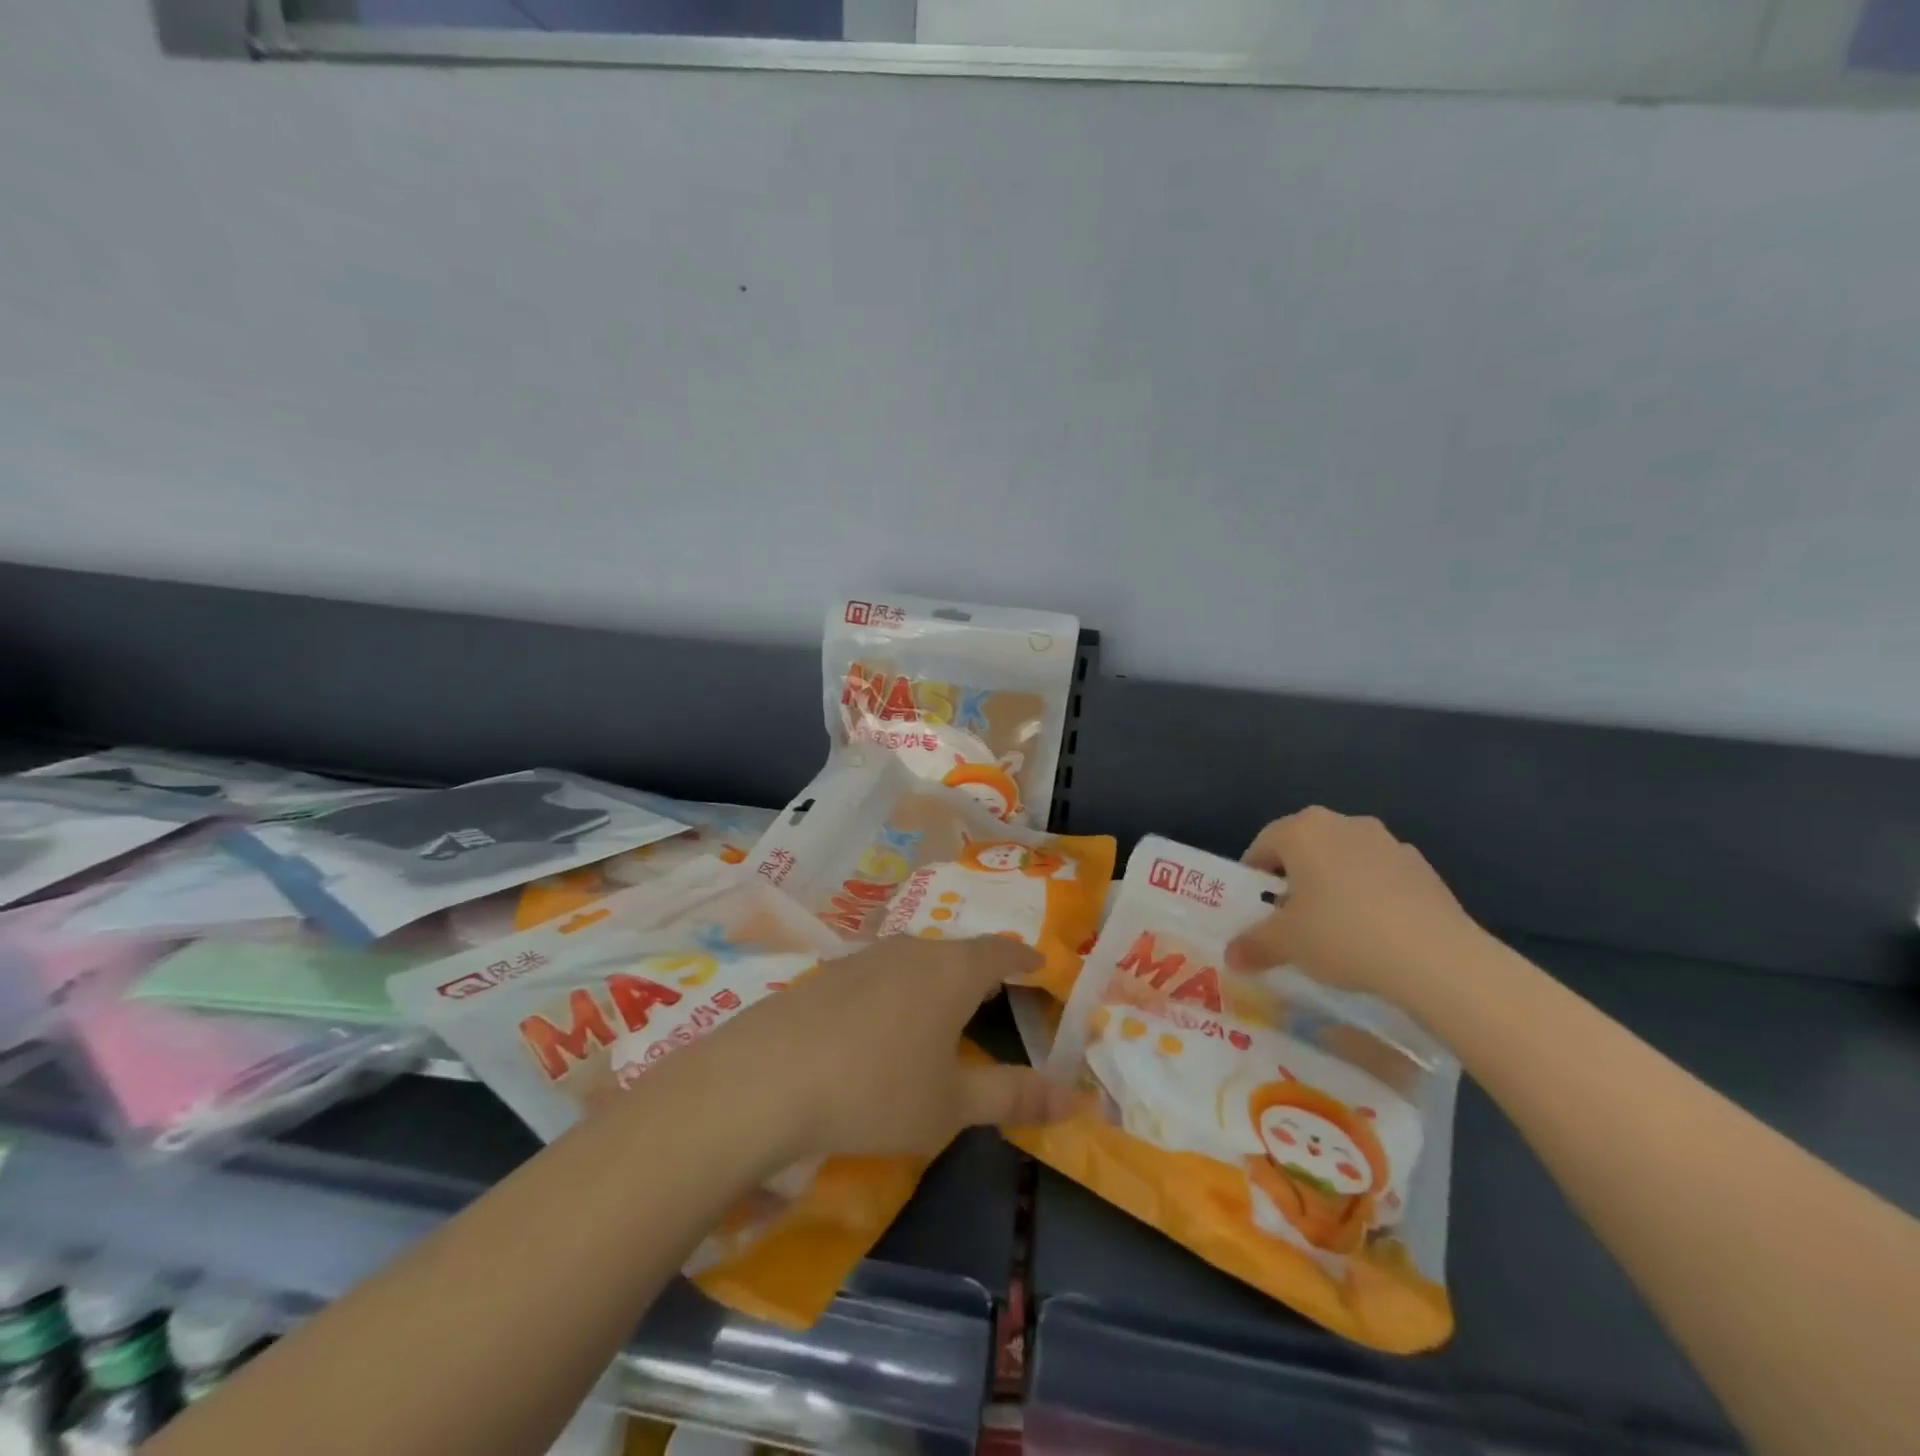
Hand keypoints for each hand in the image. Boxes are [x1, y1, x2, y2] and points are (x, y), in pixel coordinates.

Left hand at [693, 935, 1077, 1162]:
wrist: (767, 1079)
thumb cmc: (877, 1089)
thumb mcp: (951, 1104)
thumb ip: (1013, 1095)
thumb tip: (1074, 1098)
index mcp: (952, 971)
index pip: (1000, 950)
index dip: (1023, 957)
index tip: (1037, 963)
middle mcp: (912, 949)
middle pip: (958, 951)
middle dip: (980, 971)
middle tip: (994, 995)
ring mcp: (865, 957)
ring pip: (916, 960)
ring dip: (935, 980)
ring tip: (941, 1010)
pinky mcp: (827, 973)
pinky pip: (880, 973)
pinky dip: (897, 991)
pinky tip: (883, 1024)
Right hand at [1224, 807, 1485, 1000]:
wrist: (1436, 957)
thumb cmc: (1342, 935)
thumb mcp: (1286, 945)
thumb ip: (1253, 945)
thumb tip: (1231, 956)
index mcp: (1302, 830)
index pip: (1263, 844)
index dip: (1253, 876)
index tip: (1253, 907)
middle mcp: (1343, 824)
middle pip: (1305, 847)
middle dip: (1294, 878)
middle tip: (1289, 917)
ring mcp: (1388, 842)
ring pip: (1344, 860)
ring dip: (1334, 884)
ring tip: (1334, 928)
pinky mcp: (1422, 868)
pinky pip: (1381, 877)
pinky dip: (1370, 896)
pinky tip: (1374, 933)